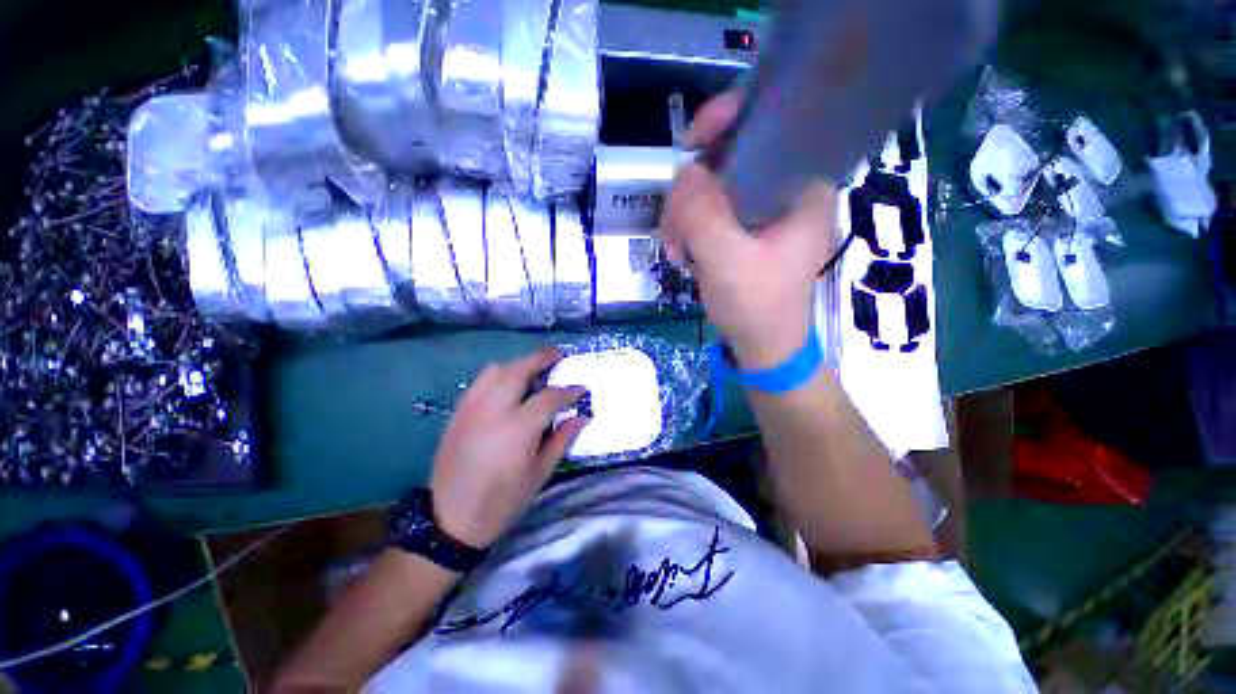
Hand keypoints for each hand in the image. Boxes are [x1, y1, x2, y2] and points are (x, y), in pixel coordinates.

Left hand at [429, 348, 587, 548]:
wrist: (451, 520)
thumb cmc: (503, 500)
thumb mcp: (540, 473)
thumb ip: (562, 439)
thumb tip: (581, 416)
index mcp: (518, 428)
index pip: (549, 397)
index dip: (569, 390)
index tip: (581, 388)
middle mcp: (493, 410)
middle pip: (519, 370)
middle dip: (541, 358)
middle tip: (558, 354)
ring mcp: (471, 408)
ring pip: (495, 370)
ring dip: (518, 364)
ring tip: (533, 370)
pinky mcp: (457, 412)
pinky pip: (480, 382)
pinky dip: (498, 375)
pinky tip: (508, 386)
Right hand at [660, 92, 838, 369]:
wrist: (763, 348)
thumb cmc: (757, 307)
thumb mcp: (727, 261)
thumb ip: (703, 214)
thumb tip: (684, 172)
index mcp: (803, 186)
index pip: (771, 124)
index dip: (728, 119)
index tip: (690, 142)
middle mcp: (787, 190)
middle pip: (733, 156)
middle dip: (694, 189)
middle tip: (673, 225)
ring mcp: (764, 211)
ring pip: (714, 186)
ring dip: (685, 215)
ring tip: (675, 250)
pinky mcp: (746, 229)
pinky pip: (711, 210)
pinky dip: (690, 228)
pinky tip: (681, 252)